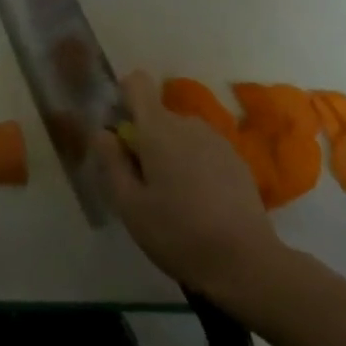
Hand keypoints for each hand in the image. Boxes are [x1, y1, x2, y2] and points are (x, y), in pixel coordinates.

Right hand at [93, 69, 281, 301]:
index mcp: (159, 130)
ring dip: (169, 154)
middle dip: (144, 140)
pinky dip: (193, 166)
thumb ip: (111, 162)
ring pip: (181, 135)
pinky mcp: (237, 161)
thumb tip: (102, 132)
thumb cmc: (176, 233)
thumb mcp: (129, 205)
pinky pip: (203, 151)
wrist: (244, 261)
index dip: (123, 98)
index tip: (119, 134)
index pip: (137, 84)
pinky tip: (197, 204)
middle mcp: (189, 125)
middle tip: (141, 185)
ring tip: (170, 198)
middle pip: (157, 116)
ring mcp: (218, 141)